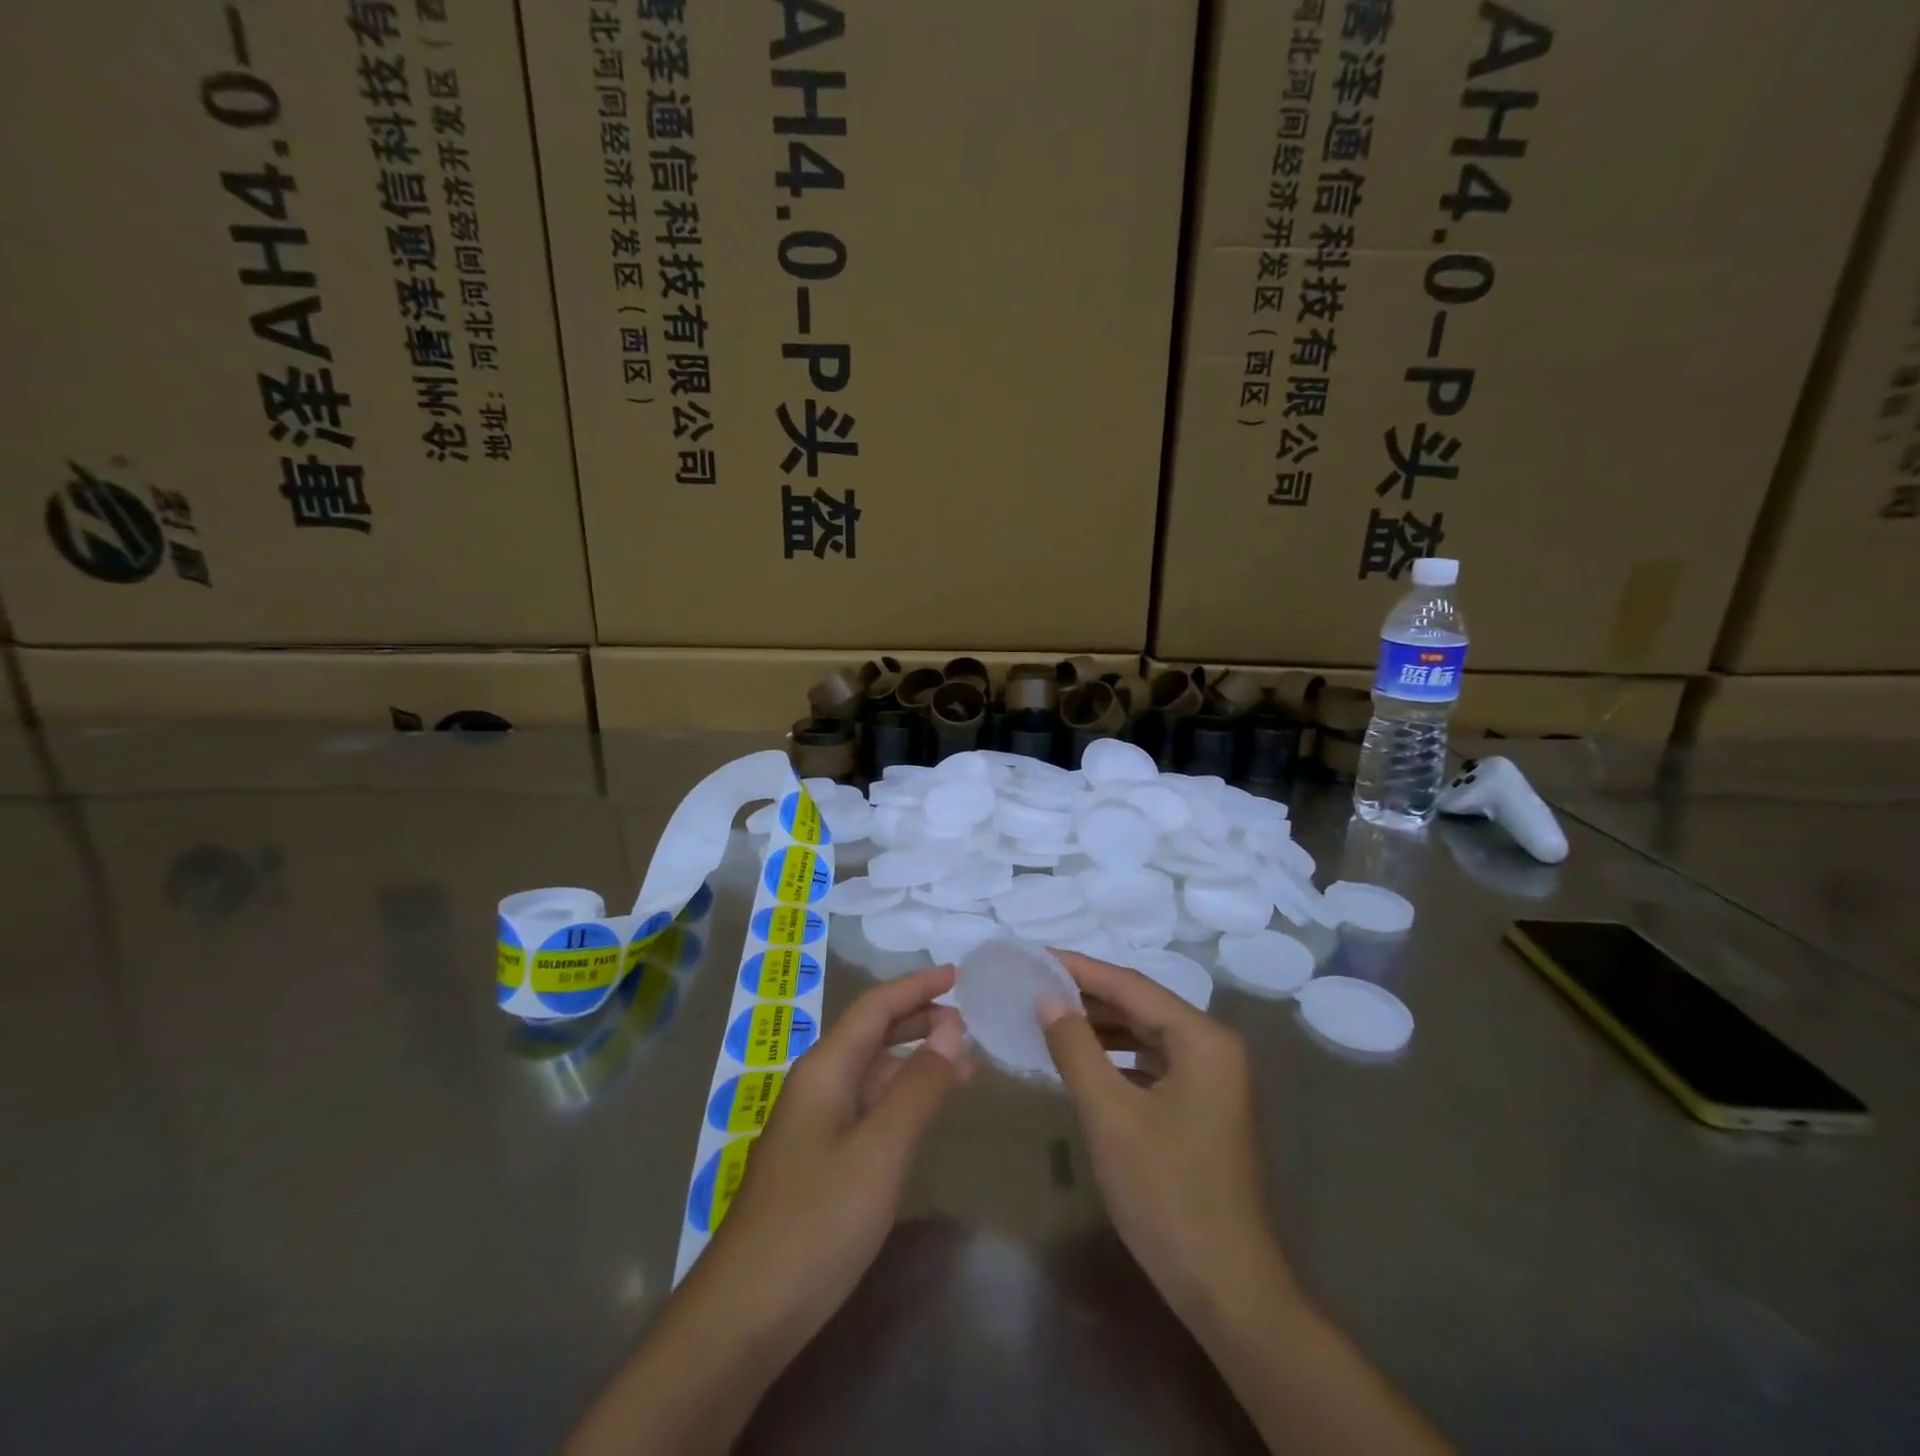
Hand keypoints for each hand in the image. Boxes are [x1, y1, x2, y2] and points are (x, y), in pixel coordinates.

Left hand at [698, 965, 973, 1349]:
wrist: (745, 1313)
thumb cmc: (818, 1221)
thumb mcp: (881, 1150)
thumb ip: (918, 1086)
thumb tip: (950, 1029)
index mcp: (825, 1069)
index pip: (875, 1006)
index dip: (917, 986)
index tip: (958, 975)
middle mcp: (816, 1085)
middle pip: (871, 1033)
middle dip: (918, 1019)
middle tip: (968, 1021)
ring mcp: (813, 1124)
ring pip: (871, 1072)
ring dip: (914, 1060)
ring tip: (963, 1064)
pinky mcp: (817, 1159)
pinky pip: (867, 1107)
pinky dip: (901, 1097)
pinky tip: (924, 1113)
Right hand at [1040, 953, 1456, 1455]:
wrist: (1227, 1289)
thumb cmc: (1167, 1193)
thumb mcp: (1110, 1115)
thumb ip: (1075, 1047)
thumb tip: (1046, 997)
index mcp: (1203, 1039)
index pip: (1132, 986)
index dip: (1080, 969)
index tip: (1036, 956)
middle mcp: (1214, 1048)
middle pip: (1142, 1006)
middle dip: (1089, 996)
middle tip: (1036, 984)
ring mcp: (1213, 1080)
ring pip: (1147, 1035)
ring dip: (1101, 1026)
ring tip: (1050, 1017)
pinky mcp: (1204, 1108)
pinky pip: (1153, 1064)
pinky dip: (1117, 1058)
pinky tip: (1083, 1061)